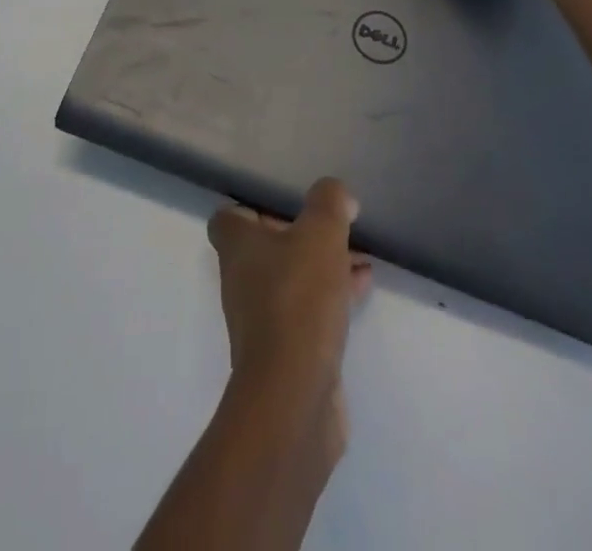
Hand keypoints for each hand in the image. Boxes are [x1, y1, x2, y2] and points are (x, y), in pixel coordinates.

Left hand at [208, 179, 371, 459]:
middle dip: (303, 235)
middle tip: (335, 228)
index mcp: (237, 246)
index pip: (229, 216)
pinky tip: (361, 289)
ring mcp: (261, 318)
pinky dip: (331, 295)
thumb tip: (337, 194)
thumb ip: (329, 203)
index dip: (255, 205)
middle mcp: (241, 279)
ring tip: (361, 257)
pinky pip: (308, 309)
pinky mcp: (285, 350)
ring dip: (323, 265)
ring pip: (292, 277)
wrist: (294, 396)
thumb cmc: (297, 300)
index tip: (290, 203)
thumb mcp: (320, 234)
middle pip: (267, 246)